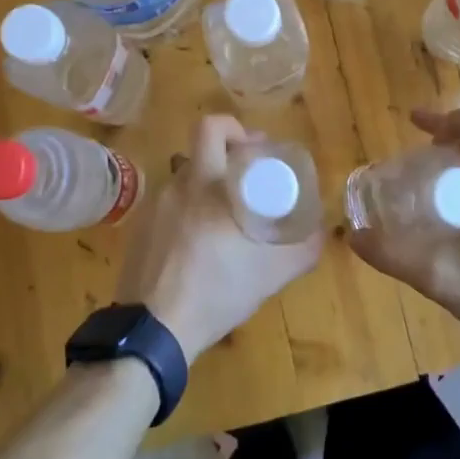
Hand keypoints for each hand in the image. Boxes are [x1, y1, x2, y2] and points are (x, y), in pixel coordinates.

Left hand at [115, 115, 322, 360]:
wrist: (153, 330)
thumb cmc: (216, 290)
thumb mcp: (271, 273)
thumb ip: (303, 248)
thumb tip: (322, 231)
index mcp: (205, 184)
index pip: (212, 128)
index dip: (235, 129)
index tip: (255, 150)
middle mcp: (175, 186)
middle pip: (198, 151)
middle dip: (224, 157)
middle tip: (246, 179)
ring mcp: (151, 209)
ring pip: (183, 181)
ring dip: (206, 189)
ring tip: (225, 219)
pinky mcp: (137, 232)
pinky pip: (168, 208)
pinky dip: (186, 214)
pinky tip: (198, 245)